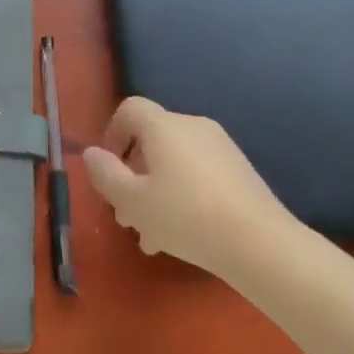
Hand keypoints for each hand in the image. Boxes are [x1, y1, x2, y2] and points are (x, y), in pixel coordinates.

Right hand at [80, 96, 309, 278]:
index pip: (130, 109)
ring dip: (155, 191)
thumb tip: (92, 153)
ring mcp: (221, 148)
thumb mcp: (132, 201)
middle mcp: (193, 127)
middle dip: (133, 174)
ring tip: (150, 235)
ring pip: (174, 162)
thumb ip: (105, 174)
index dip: (112, 133)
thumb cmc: (186, 217)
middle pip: (151, 140)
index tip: (109, 169)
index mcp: (164, 127)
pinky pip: (197, 174)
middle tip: (126, 215)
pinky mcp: (239, 170)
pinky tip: (180, 235)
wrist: (261, 244)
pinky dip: (182, 194)